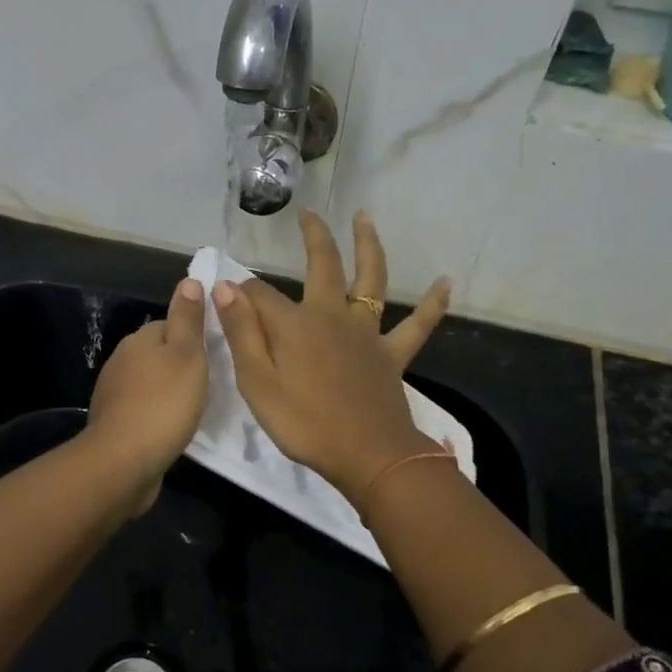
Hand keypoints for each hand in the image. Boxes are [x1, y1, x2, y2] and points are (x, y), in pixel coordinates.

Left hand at [86, 278, 209, 515]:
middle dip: (181, 366)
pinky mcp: (115, 423)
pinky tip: (173, 429)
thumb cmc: (164, 403)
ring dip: (169, 392)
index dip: (194, 338)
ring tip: (195, 409)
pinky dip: (158, 415)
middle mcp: (122, 360)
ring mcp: (114, 393)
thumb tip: (188, 280)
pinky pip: (143, 410)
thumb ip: (188, 318)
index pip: (170, 325)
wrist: (123, 462)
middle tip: (210, 384)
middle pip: (159, 354)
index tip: (215, 356)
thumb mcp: (187, 355)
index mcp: (140, 339)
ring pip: (151, 383)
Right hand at [211, 211, 449, 498]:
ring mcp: (367, 332)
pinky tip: (446, 282)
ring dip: (369, 245)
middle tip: (308, 215)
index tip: (225, 293)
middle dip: (314, 237)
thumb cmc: (304, 423)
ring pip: (371, 279)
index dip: (240, 292)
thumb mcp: (257, 383)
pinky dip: (433, 304)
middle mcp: (332, 315)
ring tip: (366, 217)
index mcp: (295, 323)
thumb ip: (242, 332)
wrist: (368, 456)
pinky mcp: (392, 354)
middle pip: (323, 265)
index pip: (259, 295)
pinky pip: (417, 325)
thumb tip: (227, 285)